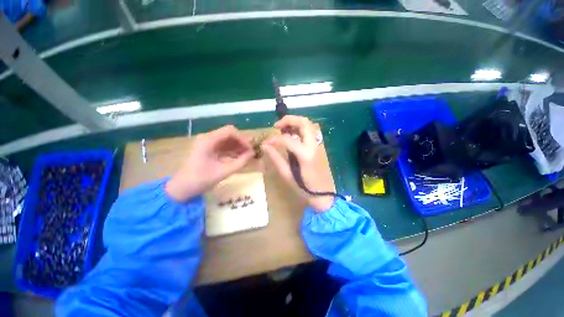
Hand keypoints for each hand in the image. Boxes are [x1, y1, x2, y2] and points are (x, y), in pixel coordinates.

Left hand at [165, 125, 253, 201]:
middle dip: (241, 143)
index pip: (230, 131)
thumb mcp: (223, 172)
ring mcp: (207, 143)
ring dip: (238, 147)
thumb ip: (240, 162)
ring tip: (247, 156)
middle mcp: (208, 138)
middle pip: (229, 134)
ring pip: (228, 140)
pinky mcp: (208, 149)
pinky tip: (239, 158)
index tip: (250, 150)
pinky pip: (224, 146)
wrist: (182, 188)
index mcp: (208, 140)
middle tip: (250, 153)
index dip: (243, 139)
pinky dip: (232, 151)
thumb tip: (253, 154)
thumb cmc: (201, 180)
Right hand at [261, 115, 333, 211]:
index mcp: (305, 154)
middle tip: (277, 126)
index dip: (274, 139)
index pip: (287, 139)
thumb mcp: (286, 174)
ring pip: (308, 124)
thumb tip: (265, 145)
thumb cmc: (303, 187)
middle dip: (289, 119)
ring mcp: (318, 145)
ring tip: (283, 128)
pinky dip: (300, 128)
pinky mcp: (318, 146)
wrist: (322, 194)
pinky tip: (292, 134)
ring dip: (295, 122)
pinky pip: (309, 131)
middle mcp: (313, 145)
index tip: (266, 142)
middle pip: (303, 122)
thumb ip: (276, 158)